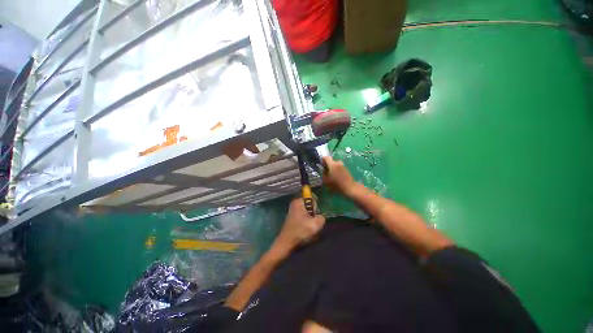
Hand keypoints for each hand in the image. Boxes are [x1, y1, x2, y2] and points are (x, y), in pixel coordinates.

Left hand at [274, 198, 325, 251]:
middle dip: (314, 213)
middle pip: (310, 206)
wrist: (286, 243)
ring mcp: (293, 210)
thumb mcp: (316, 224)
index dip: (317, 207)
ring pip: (307, 212)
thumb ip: (322, 217)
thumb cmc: (300, 231)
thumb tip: (321, 217)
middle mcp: (295, 203)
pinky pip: (303, 217)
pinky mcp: (293, 218)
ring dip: (310, 219)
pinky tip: (306, 230)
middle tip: (314, 223)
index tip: (317, 215)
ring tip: (310, 227)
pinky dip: (306, 222)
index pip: (313, 199)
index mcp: (299, 201)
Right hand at [322, 156, 358, 195]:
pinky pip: (339, 168)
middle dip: (327, 165)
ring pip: (335, 164)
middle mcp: (338, 163)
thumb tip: (323, 170)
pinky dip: (336, 170)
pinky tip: (335, 177)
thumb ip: (323, 173)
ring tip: (330, 175)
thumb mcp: (326, 180)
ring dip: (332, 168)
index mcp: (333, 164)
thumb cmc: (336, 184)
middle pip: (331, 161)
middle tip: (325, 170)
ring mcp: (343, 166)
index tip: (320, 163)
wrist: (350, 188)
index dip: (322, 159)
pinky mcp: (346, 169)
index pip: (326, 157)